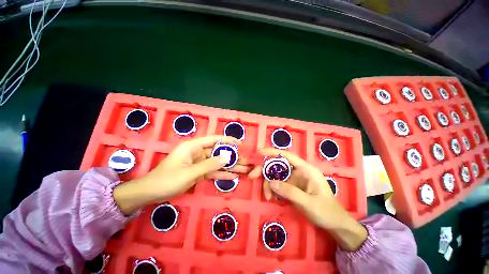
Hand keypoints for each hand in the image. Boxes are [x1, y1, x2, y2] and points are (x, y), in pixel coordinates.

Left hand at [114, 136, 249, 214]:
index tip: (240, 144)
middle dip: (231, 157)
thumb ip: (209, 165)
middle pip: (218, 152)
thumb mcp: (189, 173)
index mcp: (193, 147)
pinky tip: (233, 176)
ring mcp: (198, 163)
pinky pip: (212, 171)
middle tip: (245, 161)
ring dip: (229, 166)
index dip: (228, 140)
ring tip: (243, 169)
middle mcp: (197, 152)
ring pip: (217, 163)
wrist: (150, 193)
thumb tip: (227, 157)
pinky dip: (221, 174)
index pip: (214, 139)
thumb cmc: (167, 180)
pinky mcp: (198, 172)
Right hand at [249, 148, 366, 250]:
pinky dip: (273, 189)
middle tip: (252, 176)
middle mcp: (299, 171)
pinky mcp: (292, 187)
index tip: (259, 152)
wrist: (335, 224)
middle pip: (278, 165)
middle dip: (265, 170)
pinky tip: (273, 198)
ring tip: (268, 197)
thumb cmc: (326, 211)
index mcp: (306, 169)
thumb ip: (290, 192)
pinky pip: (278, 184)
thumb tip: (270, 182)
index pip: (287, 156)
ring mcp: (294, 179)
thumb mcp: (308, 203)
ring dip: (268, 184)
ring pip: (276, 176)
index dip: (273, 152)